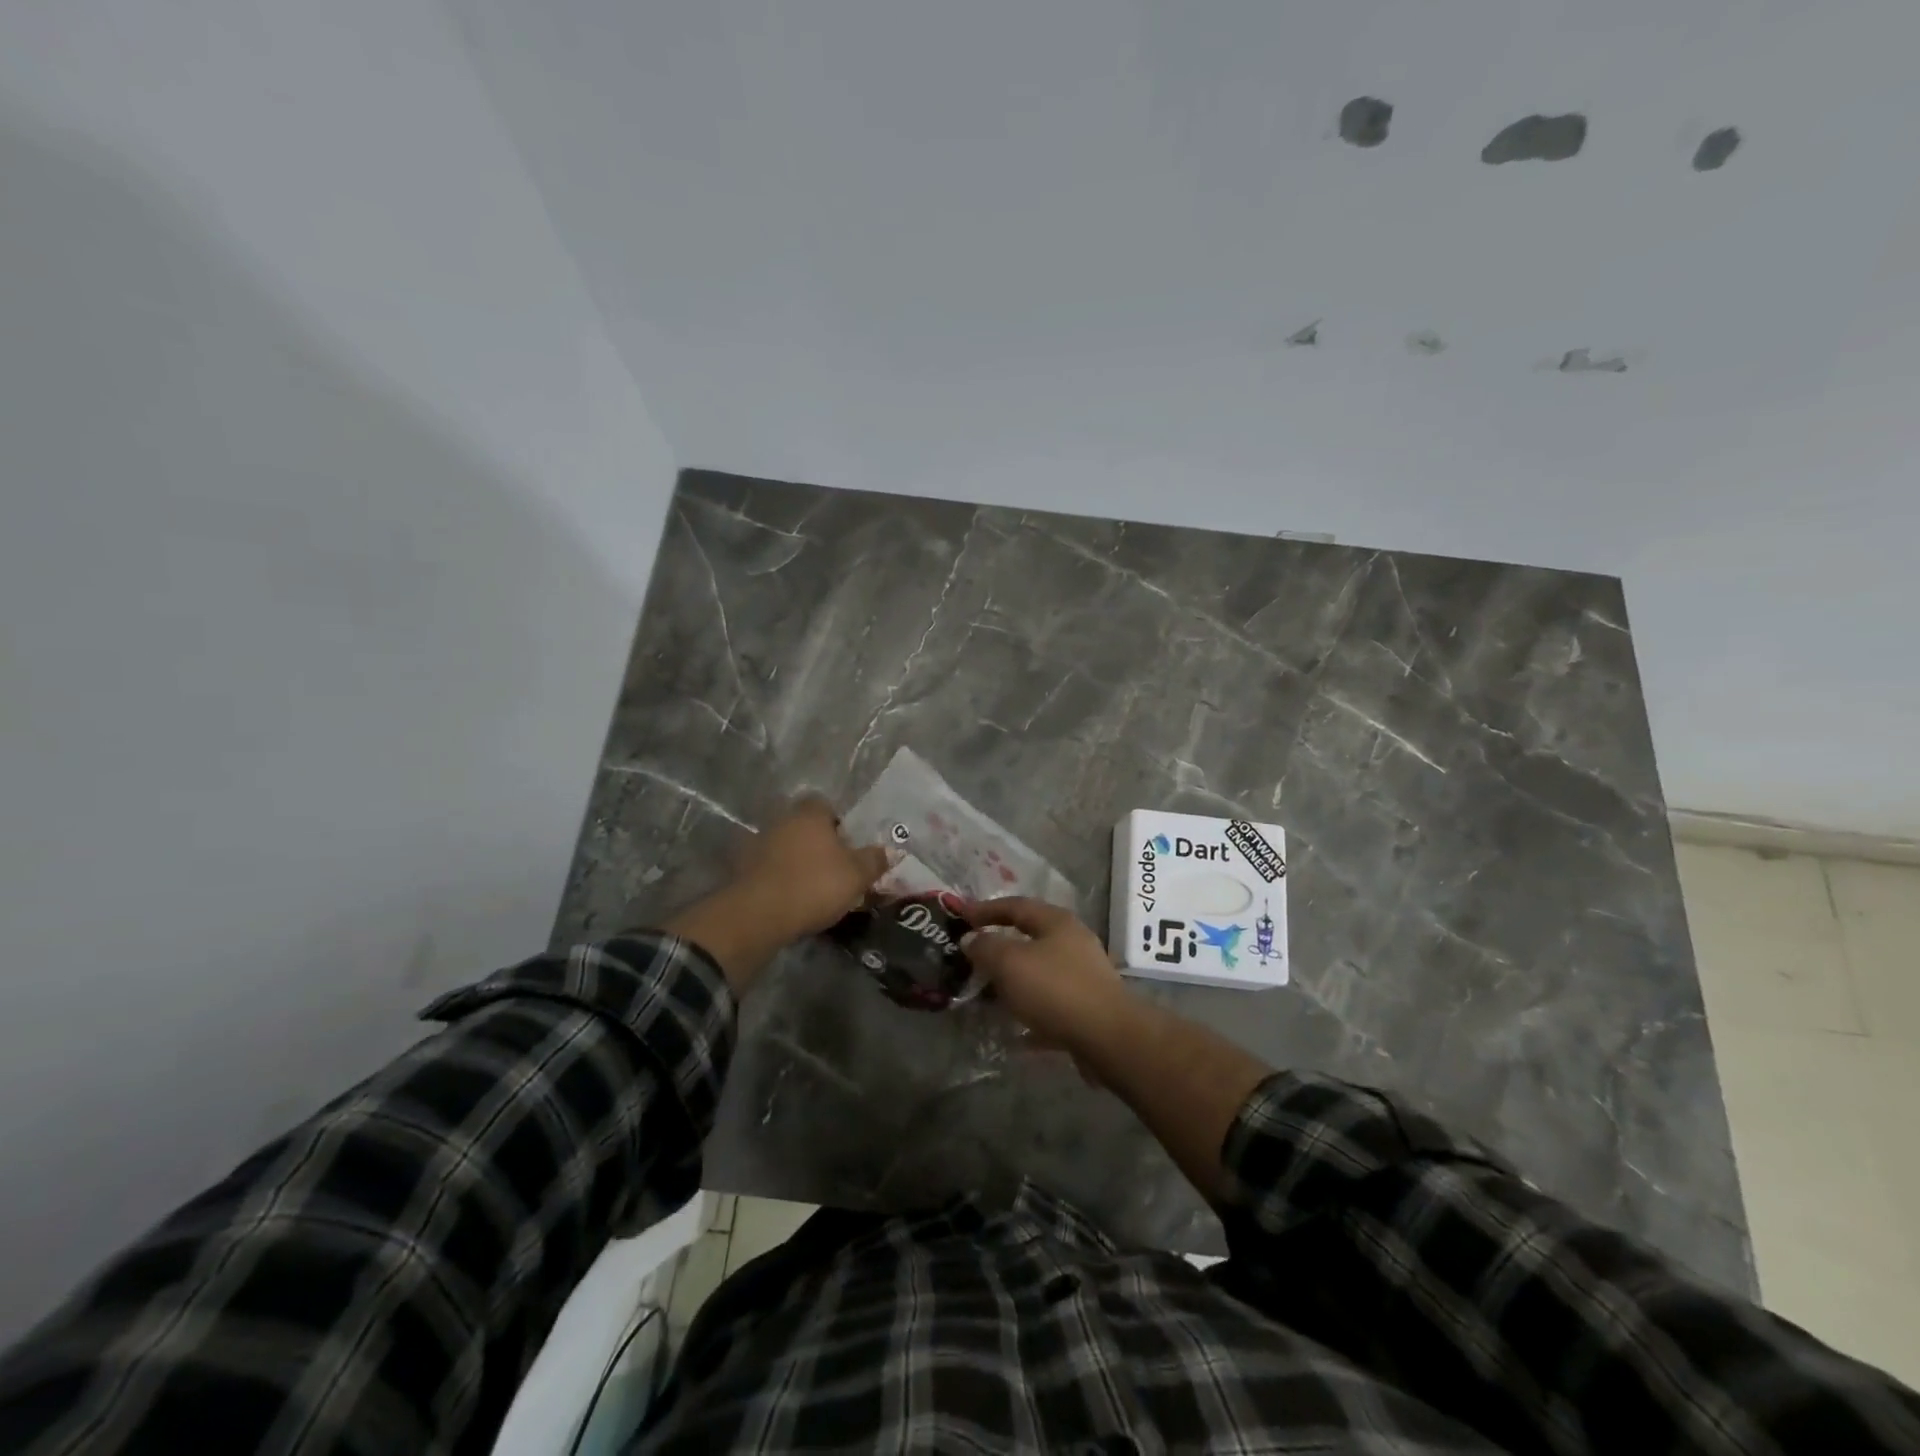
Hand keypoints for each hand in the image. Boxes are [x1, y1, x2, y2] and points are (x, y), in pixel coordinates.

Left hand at [666, 796, 888, 994]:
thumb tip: (888, 851)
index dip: (838, 822)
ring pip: (785, 847)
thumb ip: (874, 860)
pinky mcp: (741, 869)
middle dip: (818, 843)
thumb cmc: (814, 885)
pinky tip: (790, 898)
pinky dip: (778, 878)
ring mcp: (757, 844)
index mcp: (809, 815)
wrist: (759, 915)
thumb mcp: (857, 875)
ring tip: (812, 887)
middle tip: (834, 868)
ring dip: (796, 861)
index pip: (825, 805)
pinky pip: (768, 868)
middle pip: (804, 826)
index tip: (848, 845)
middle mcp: (781, 821)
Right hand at [960, 898, 1135, 1056]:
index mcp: (1056, 921)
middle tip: (972, 957)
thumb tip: (971, 939)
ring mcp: (1083, 975)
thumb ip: (986, 947)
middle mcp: (1073, 942)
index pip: (1016, 905)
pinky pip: (1049, 1003)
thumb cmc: (1056, 989)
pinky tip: (1013, 1031)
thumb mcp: (1010, 962)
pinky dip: (1029, 1010)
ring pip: (1038, 971)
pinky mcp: (1086, 1007)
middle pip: (1029, 937)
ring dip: (1012, 981)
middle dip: (999, 947)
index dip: (986, 909)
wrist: (1108, 1038)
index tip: (960, 917)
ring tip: (987, 995)